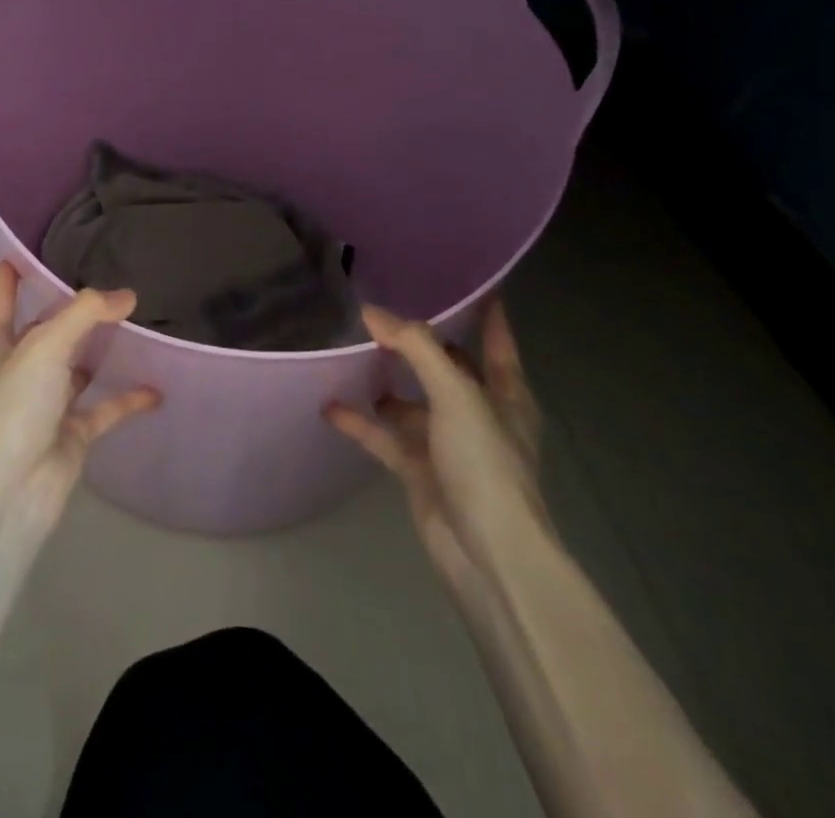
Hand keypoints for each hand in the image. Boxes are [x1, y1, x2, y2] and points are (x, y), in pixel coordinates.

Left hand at [0, 262, 161, 540]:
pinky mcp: (70, 434)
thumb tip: (127, 296)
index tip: (24, 250)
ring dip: (100, 351)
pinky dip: (127, 398)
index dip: (10, 276)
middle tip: (105, 281)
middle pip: (45, 331)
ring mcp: (44, 404)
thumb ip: (85, 314)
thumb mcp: (44, 347)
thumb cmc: (13, 408)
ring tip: (134, 322)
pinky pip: (103, 408)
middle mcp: (17, 371)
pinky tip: (155, 387)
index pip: (0, 300)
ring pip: (76, 368)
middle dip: (69, 310)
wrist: (9, 494)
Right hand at [327, 301, 544, 590]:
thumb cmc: (486, 463)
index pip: (497, 341)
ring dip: (385, 382)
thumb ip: (415, 348)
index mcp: (505, 394)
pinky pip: (384, 437)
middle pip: (447, 368)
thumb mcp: (456, 394)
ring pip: (410, 402)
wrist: (487, 554)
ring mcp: (446, 444)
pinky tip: (330, 405)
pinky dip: (360, 421)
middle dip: (420, 344)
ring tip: (349, 352)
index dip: (487, 312)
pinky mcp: (418, 470)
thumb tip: (371, 312)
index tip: (470, 281)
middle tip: (383, 311)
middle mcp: (477, 414)